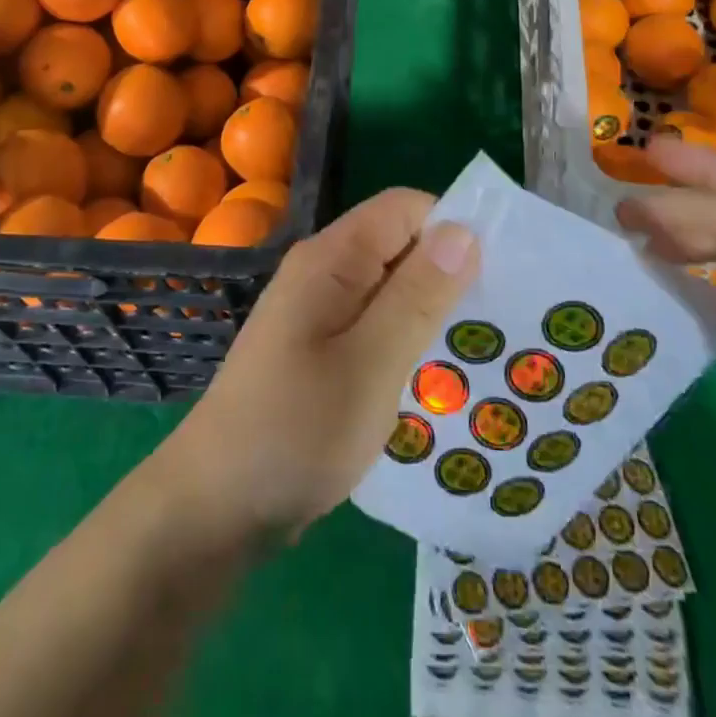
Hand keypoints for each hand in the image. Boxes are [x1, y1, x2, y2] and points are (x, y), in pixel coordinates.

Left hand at [157, 190, 478, 543]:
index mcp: (332, 259)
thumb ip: (417, 296)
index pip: (404, 208)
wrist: (215, 508)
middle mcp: (324, 272)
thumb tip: (464, 229)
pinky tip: (437, 379)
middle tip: (501, 322)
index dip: (452, 228)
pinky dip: (408, 341)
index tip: (500, 274)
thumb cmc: (295, 431)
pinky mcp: (319, 350)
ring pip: (391, 289)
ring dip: (432, 313)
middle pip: (400, 245)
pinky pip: (375, 325)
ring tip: (481, 352)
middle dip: (449, 274)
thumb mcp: (370, 365)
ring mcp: (318, 312)